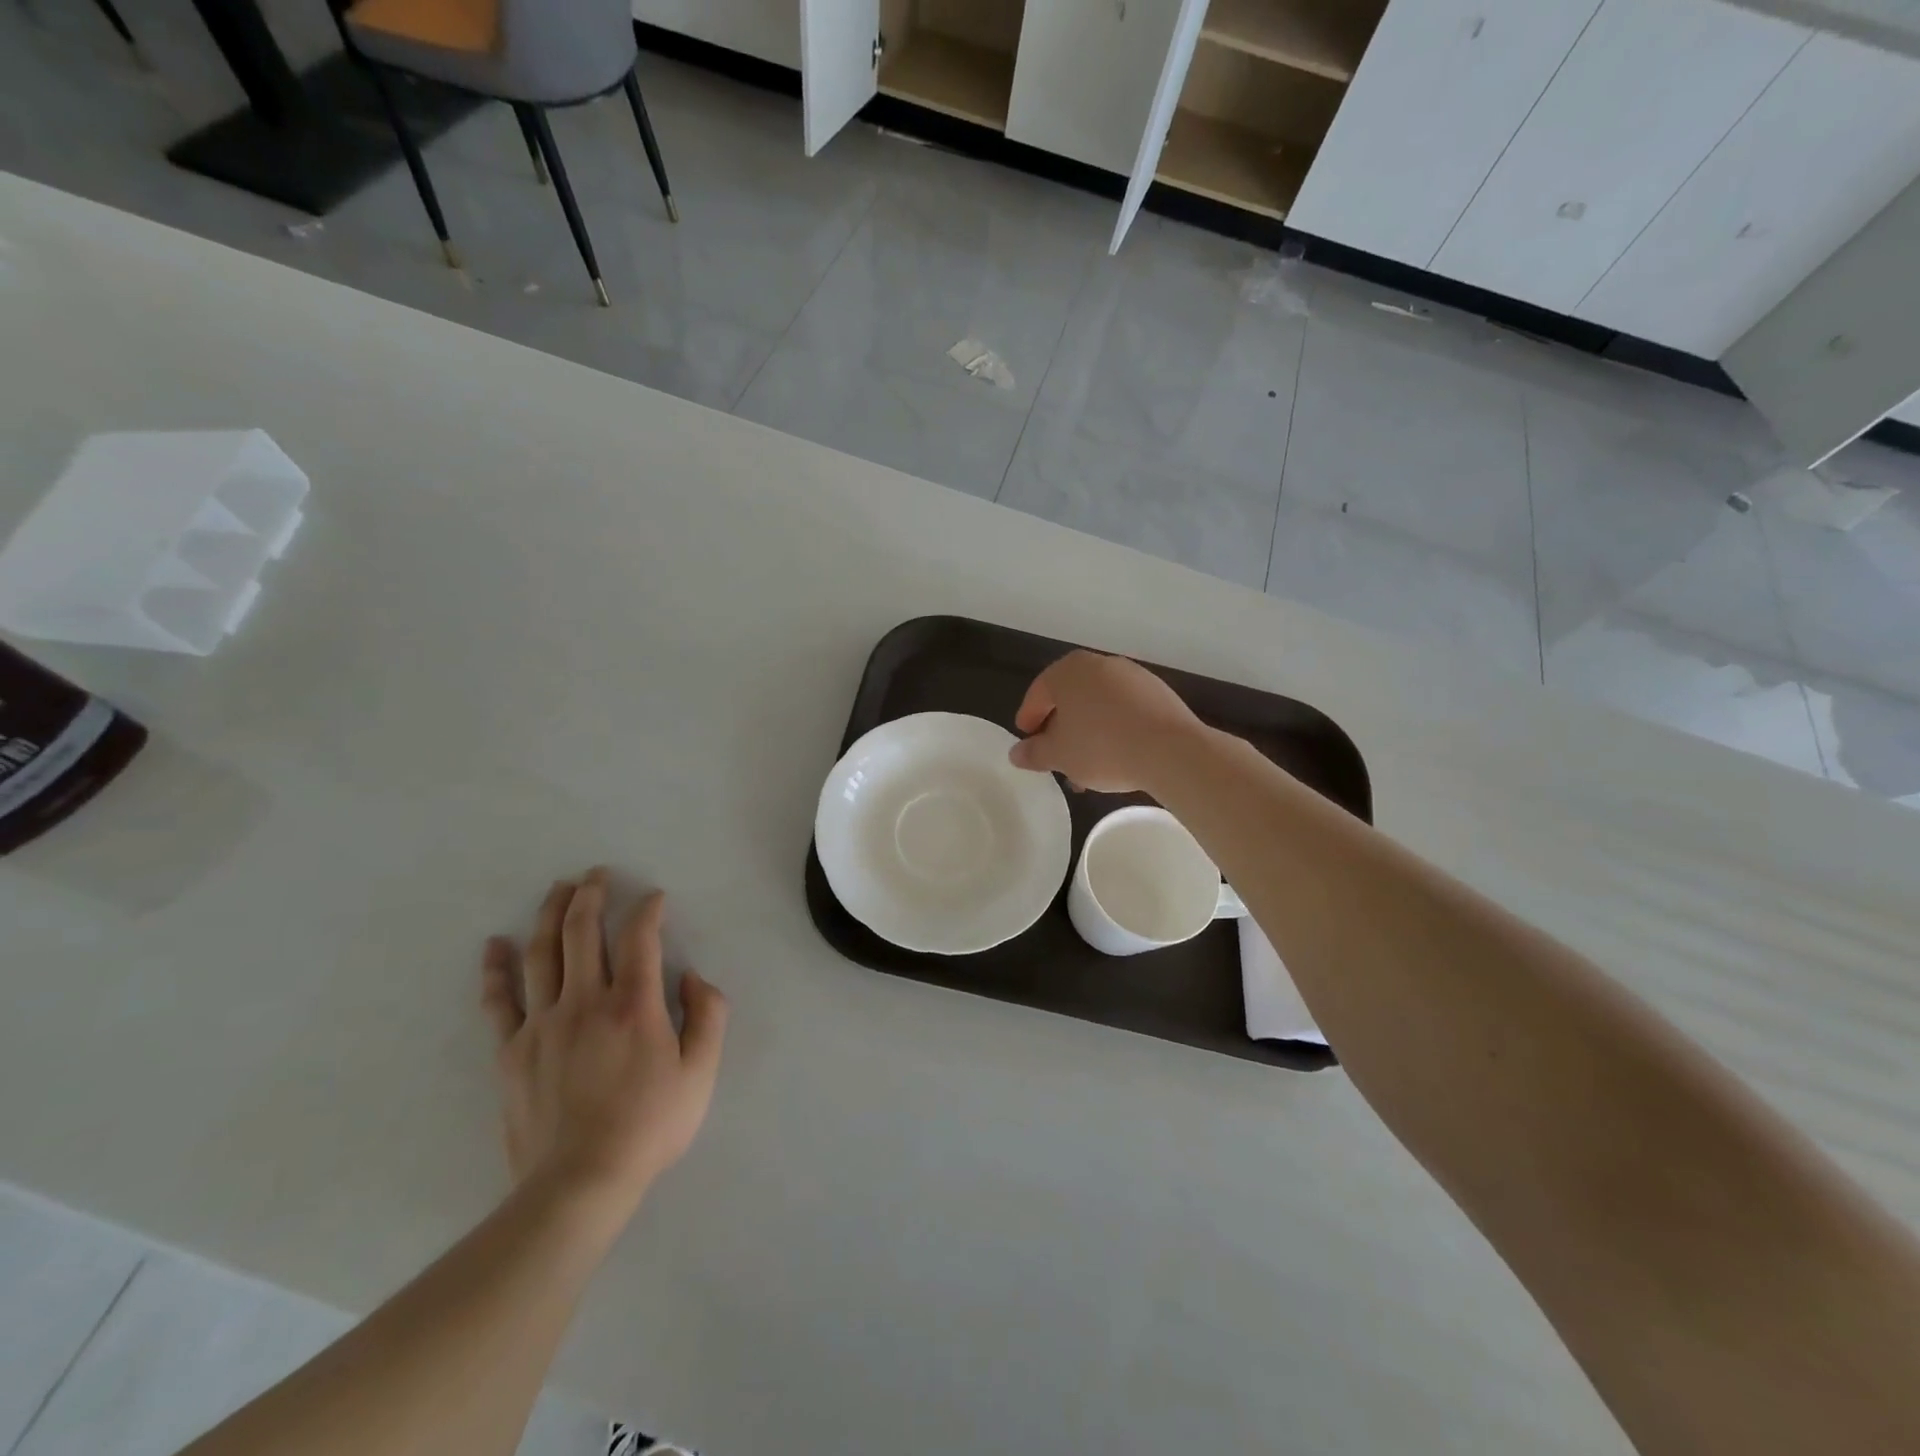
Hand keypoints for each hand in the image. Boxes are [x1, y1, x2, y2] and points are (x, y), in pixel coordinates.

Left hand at [481, 872, 728, 1221]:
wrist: (578, 1184)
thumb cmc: (649, 1127)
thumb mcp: (701, 1074)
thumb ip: (709, 1017)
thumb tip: (694, 978)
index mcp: (634, 1005)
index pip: (640, 937)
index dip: (648, 909)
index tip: (655, 897)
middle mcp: (585, 1001)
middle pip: (583, 931)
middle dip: (592, 894)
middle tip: (597, 874)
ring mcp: (542, 1023)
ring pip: (542, 953)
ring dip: (550, 914)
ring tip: (558, 889)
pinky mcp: (512, 1050)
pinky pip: (499, 1000)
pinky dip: (495, 968)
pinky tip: (494, 944)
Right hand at [1009, 650, 1207, 792]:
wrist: (1170, 750)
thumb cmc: (1102, 747)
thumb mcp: (1059, 755)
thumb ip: (1034, 753)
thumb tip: (1016, 753)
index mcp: (1068, 671)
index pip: (1038, 693)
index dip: (1029, 718)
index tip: (1027, 741)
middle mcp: (1099, 664)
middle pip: (1070, 697)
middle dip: (1061, 729)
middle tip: (1056, 757)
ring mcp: (1132, 676)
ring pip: (1098, 705)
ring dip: (1088, 733)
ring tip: (1087, 767)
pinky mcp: (1158, 693)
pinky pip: (1124, 710)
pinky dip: (1114, 729)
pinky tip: (1116, 757)